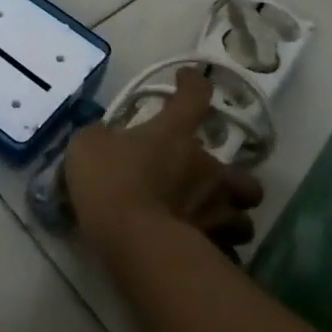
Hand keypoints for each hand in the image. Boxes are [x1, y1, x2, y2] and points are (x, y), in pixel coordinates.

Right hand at [65, 69, 263, 253]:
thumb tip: (107, 139)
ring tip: (208, 222)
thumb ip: (102, 138)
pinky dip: (218, 250)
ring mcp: (217, 210)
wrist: (135, 242)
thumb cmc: (112, 181)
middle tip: (203, 183)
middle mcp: (207, 168)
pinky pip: (227, 250)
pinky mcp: (217, 248)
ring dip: (229, 216)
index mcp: (176, 132)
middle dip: (228, 178)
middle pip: (239, 169)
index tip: (186, 80)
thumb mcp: (88, 146)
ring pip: (243, 216)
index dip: (193, 84)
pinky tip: (199, 252)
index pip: (195, 95)